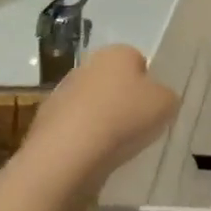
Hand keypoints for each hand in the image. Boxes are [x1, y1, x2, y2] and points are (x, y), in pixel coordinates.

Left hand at [26, 45, 176, 183]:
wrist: (67, 155)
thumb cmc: (124, 118)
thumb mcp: (167, 104)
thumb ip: (166, 97)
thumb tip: (158, 99)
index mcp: (117, 53)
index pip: (138, 61)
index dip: (148, 84)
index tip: (153, 106)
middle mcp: (86, 66)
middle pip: (112, 82)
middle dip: (123, 100)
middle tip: (137, 125)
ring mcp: (61, 94)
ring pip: (91, 105)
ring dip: (102, 120)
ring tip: (116, 146)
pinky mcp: (44, 124)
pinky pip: (74, 129)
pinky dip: (83, 140)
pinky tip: (93, 157)